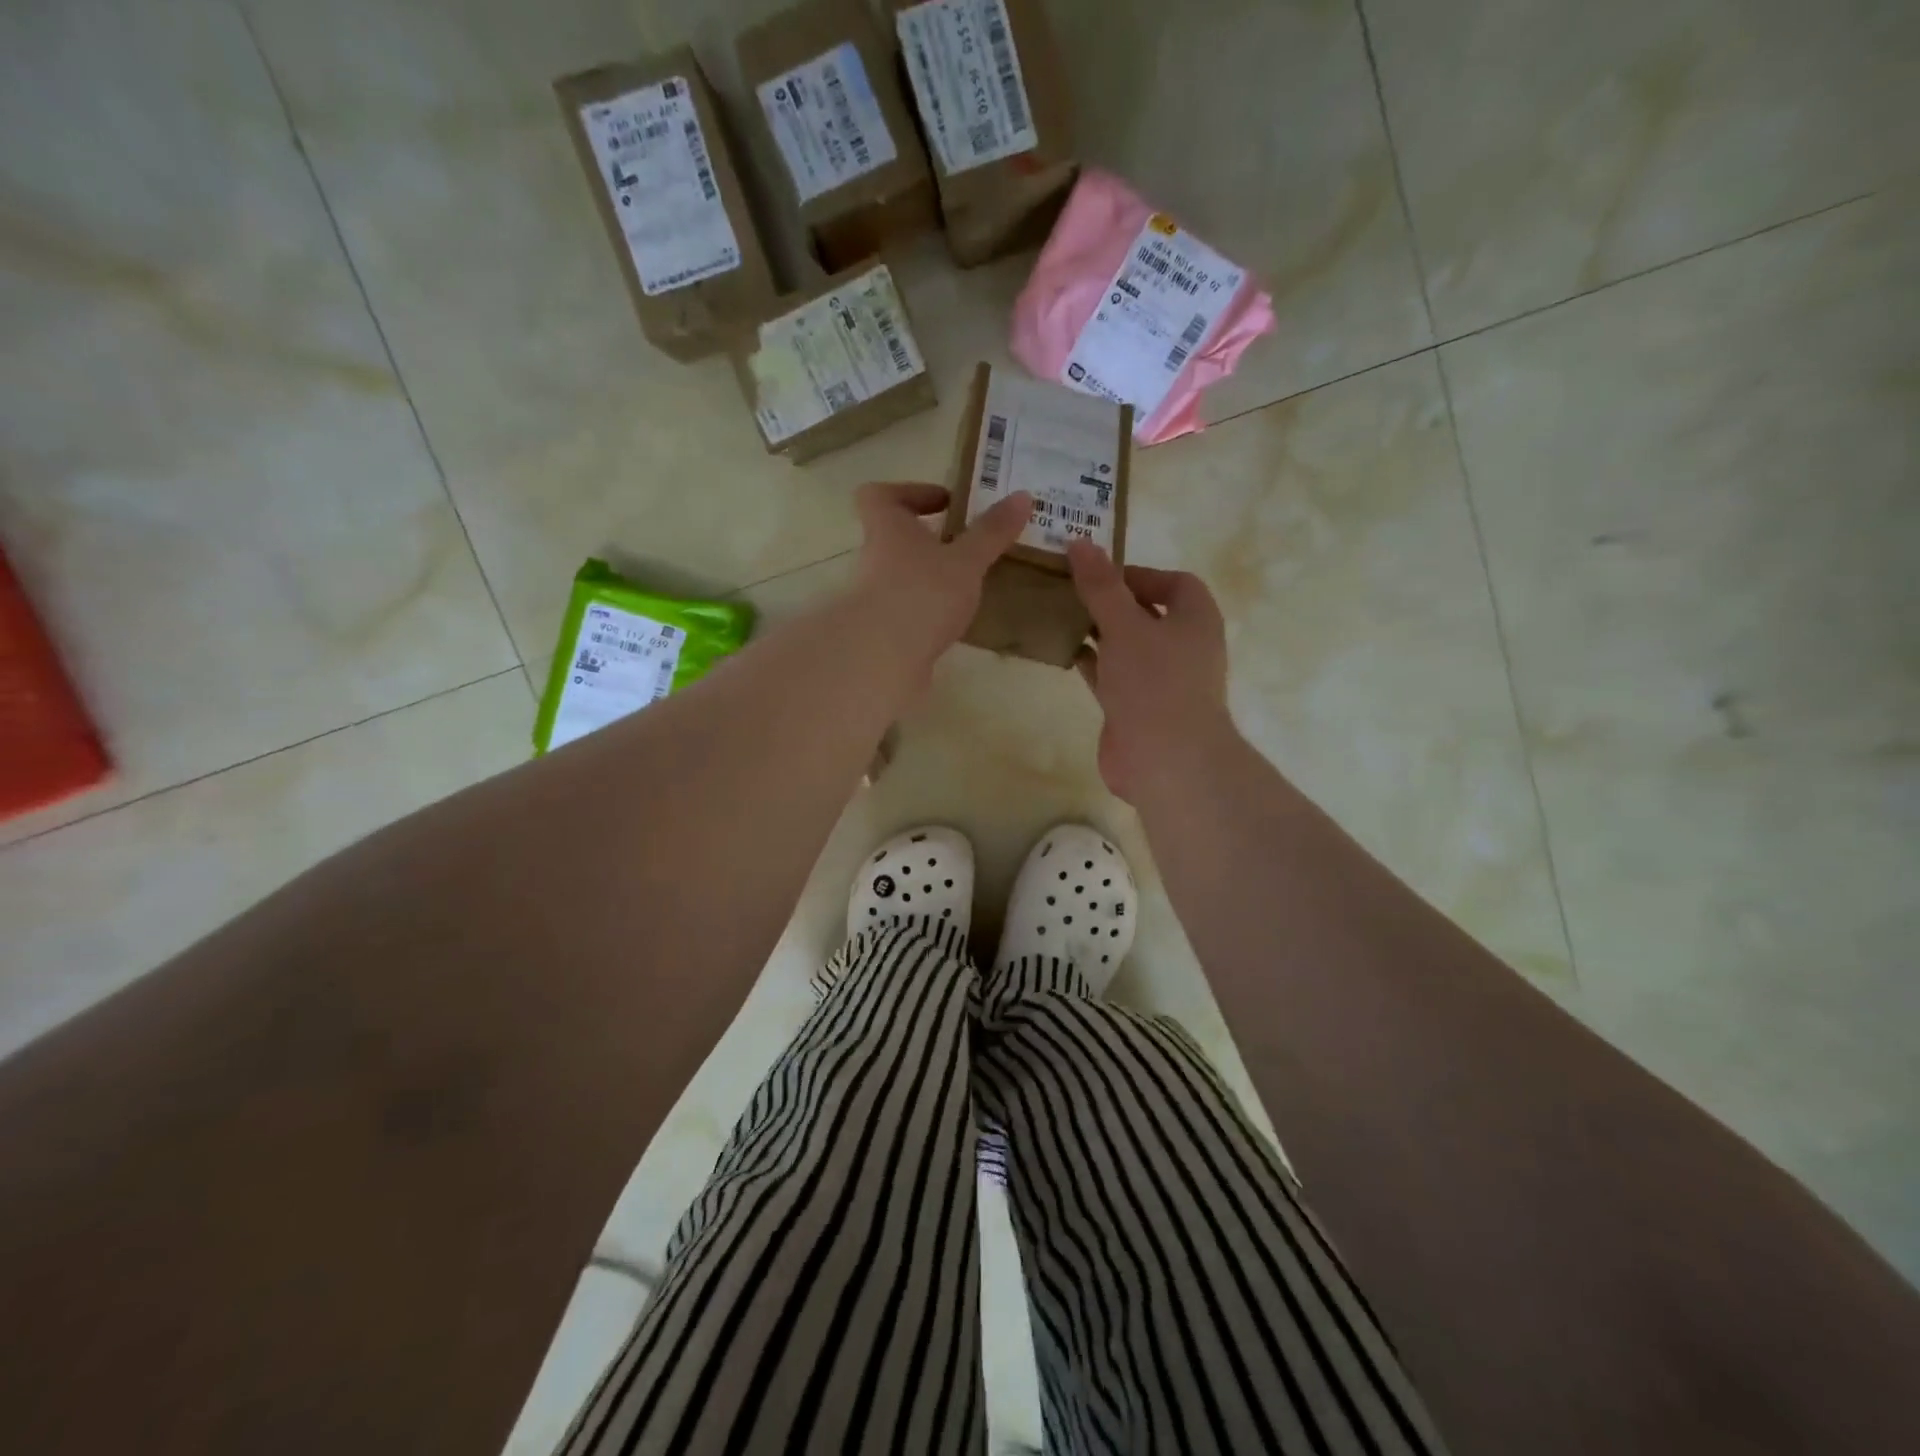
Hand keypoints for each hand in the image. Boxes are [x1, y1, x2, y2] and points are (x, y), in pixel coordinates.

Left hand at [850, 481, 1031, 675]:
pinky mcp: (881, 632)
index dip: (908, 492)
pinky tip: (954, 623)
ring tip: (967, 588)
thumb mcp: (966, 561)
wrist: (880, 659)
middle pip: (893, 538)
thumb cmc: (922, 594)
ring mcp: (874, 598)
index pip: (879, 496)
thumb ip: (991, 532)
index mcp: (888, 529)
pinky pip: (905, 611)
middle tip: (966, 547)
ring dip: (929, 578)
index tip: (944, 502)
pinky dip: (927, 612)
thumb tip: (1023, 496)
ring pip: (900, 577)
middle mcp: (874, 559)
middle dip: (928, 540)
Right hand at [1066, 540, 1232, 802]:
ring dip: (1097, 631)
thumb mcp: (1125, 625)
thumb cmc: (1155, 682)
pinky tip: (1062, 650)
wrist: (1166, 760)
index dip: (1139, 574)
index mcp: (1195, 619)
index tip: (1099, 574)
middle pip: (1145, 613)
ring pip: (1125, 645)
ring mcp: (1159, 680)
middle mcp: (1182, 646)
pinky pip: (1112, 674)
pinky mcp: (1136, 707)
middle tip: (1068, 589)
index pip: (1174, 583)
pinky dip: (1091, 661)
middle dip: (1109, 601)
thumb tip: (1080, 543)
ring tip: (1058, 614)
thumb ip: (1101, 586)